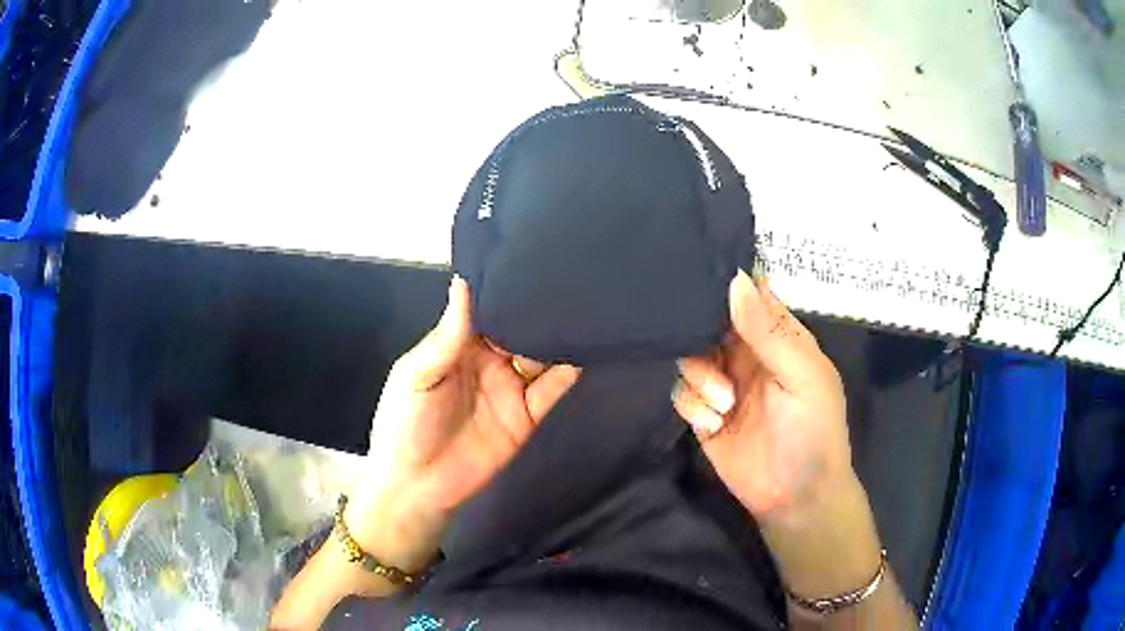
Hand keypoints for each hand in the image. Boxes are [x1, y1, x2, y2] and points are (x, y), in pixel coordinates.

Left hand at [346, 276, 580, 569]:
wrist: (418, 487)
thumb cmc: (405, 425)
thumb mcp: (416, 375)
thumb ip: (447, 335)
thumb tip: (463, 281)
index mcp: (458, 346)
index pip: (488, 310)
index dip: (506, 289)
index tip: (529, 261)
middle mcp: (489, 362)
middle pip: (520, 329)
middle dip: (539, 309)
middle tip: (567, 278)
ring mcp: (510, 389)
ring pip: (541, 355)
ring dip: (559, 336)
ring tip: (583, 307)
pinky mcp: (528, 416)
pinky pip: (552, 389)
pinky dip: (568, 371)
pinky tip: (585, 349)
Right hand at [673, 270, 850, 524]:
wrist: (796, 498)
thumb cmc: (813, 431)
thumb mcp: (802, 377)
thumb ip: (769, 332)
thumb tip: (735, 279)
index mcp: (779, 337)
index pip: (749, 294)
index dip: (727, 283)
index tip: (699, 278)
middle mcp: (748, 354)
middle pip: (710, 322)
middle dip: (700, 332)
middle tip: (708, 352)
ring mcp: (724, 384)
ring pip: (690, 356)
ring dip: (699, 375)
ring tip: (722, 403)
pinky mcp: (704, 415)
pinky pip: (681, 393)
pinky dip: (692, 405)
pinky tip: (713, 424)